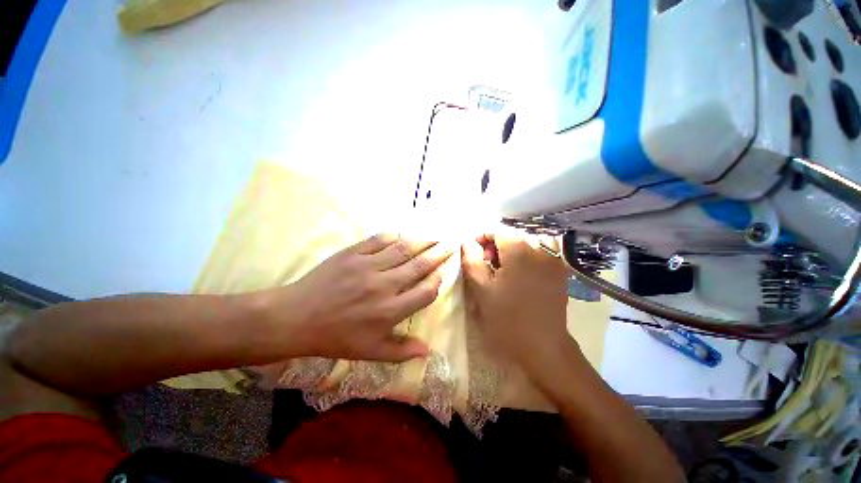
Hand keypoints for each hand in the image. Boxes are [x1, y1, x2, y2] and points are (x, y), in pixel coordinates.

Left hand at [279, 233, 452, 361]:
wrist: (296, 318)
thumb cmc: (336, 337)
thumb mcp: (370, 352)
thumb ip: (401, 351)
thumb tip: (428, 351)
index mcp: (390, 311)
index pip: (425, 291)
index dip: (438, 280)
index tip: (444, 272)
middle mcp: (384, 286)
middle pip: (419, 266)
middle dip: (438, 254)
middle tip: (450, 244)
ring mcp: (367, 267)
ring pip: (403, 249)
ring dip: (422, 241)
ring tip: (435, 236)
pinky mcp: (353, 254)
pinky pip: (379, 240)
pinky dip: (395, 236)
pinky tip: (404, 235)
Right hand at [462, 233, 572, 371]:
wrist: (544, 347)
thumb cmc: (507, 318)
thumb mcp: (481, 288)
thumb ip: (471, 260)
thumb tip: (467, 242)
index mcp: (519, 249)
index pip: (496, 230)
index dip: (480, 239)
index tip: (471, 254)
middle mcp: (540, 248)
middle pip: (510, 237)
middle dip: (494, 248)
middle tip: (484, 267)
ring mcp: (553, 260)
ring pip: (523, 246)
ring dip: (508, 255)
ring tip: (499, 274)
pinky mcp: (559, 272)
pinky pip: (536, 256)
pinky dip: (522, 261)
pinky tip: (517, 279)